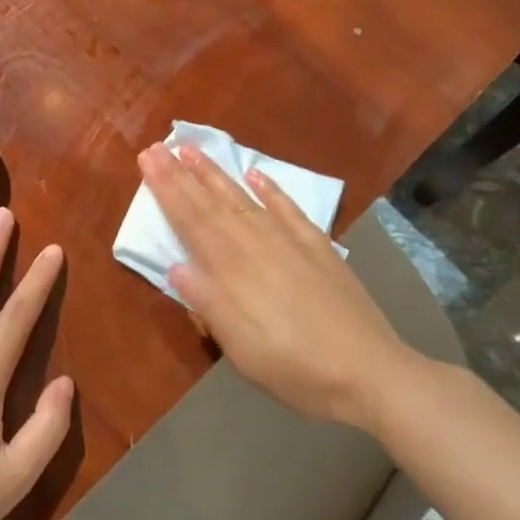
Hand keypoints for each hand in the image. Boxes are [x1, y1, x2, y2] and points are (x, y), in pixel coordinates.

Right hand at [140, 142, 409, 429]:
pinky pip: (289, 211)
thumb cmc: (295, 368)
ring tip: (194, 151)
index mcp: (233, 271)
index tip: (148, 160)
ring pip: (244, 200)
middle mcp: (257, 246)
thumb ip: (208, 304)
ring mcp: (290, 243)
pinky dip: (271, 191)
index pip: (192, 222)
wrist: (370, 372)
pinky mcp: (318, 249)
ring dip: (217, 175)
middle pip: (213, 204)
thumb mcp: (241, 348)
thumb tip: (175, 266)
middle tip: (158, 146)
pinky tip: (256, 175)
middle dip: (182, 175)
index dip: (168, 191)